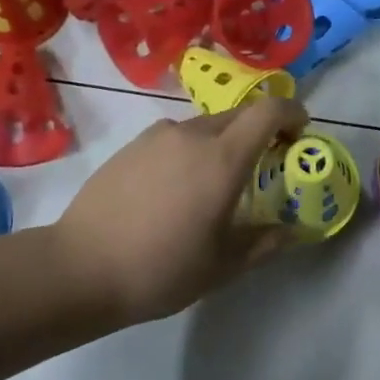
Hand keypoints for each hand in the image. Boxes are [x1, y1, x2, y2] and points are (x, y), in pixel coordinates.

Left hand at [54, 96, 307, 323]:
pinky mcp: (131, 146)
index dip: (291, 114)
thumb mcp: (222, 266)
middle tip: (263, 166)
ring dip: (222, 143)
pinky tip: (175, 190)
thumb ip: (264, 242)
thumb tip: (292, 231)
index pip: (268, 111)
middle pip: (238, 116)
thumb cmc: (161, 268)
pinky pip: (174, 138)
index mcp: (222, 158)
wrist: (81, 266)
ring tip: (213, 185)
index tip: (299, 133)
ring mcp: (156, 136)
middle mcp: (191, 134)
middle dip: (259, 132)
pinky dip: (189, 151)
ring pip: (204, 127)